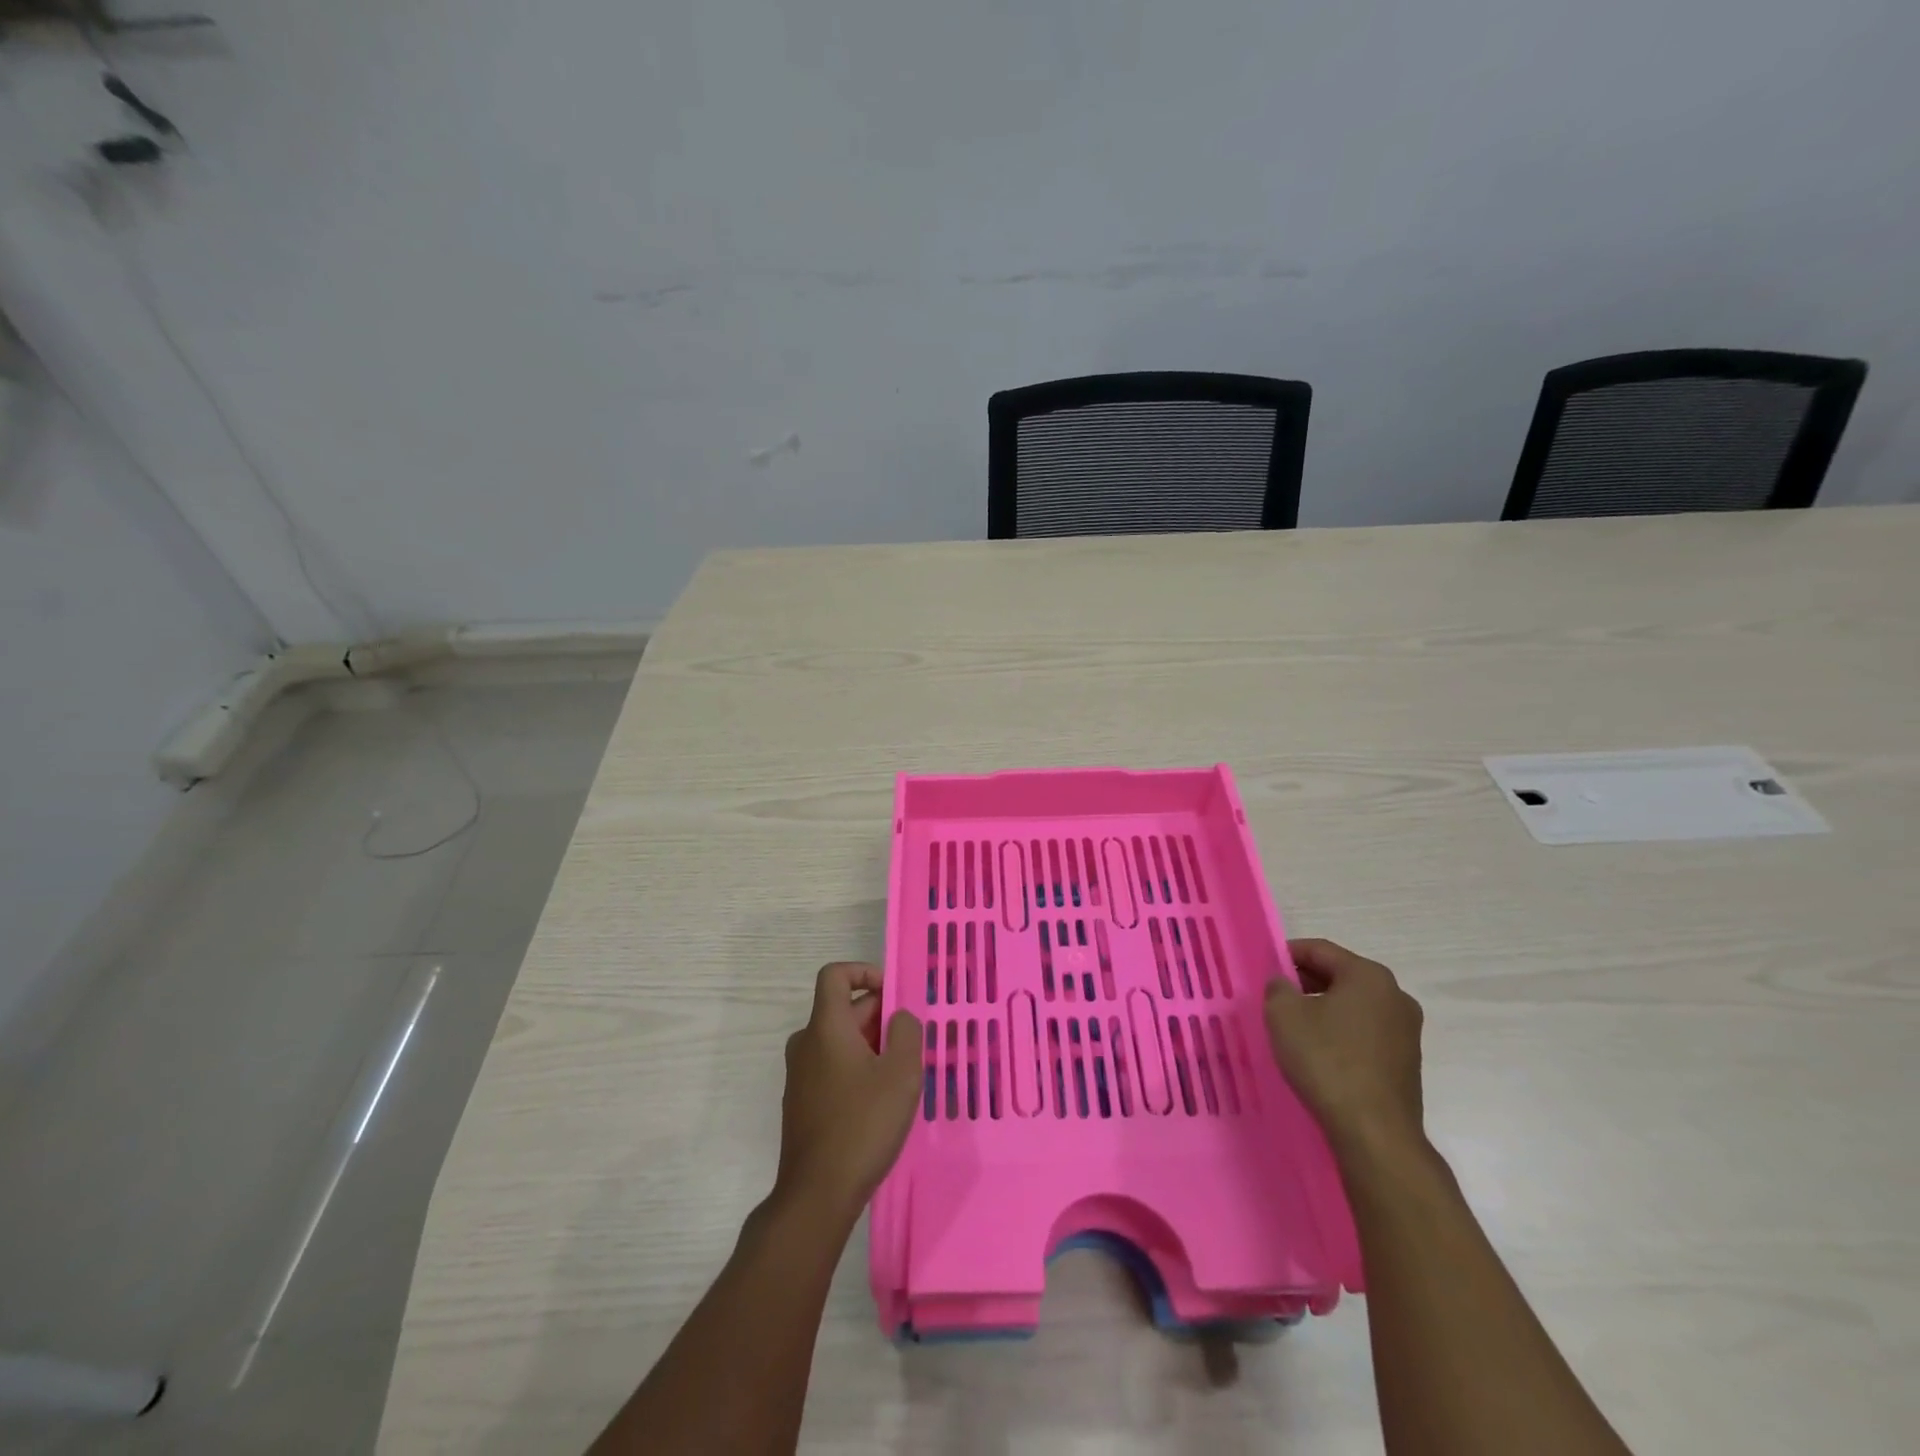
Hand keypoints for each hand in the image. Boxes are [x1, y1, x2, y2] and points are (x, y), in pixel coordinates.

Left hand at [776, 963, 922, 1221]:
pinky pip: (832, 1067)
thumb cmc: (863, 1125)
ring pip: (839, 1041)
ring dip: (871, 1045)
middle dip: (879, 1016)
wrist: (817, 1194)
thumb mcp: (901, 1073)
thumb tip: (899, 1018)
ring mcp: (800, 1074)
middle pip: (842, 1009)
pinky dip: (857, 1068)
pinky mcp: (802, 1102)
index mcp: (825, 1027)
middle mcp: (806, 1043)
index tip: (893, 994)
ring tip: (901, 1074)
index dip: (864, 972)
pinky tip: (879, 1101)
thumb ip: (907, 1032)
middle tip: (912, 1044)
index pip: (835, 975)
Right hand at [1265, 939, 1424, 1153]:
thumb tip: (1283, 982)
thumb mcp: (1284, 1015)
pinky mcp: (1406, 1061)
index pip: (1320, 950)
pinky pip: (1365, 1032)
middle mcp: (1395, 996)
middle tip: (1275, 996)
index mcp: (1369, 976)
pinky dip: (1340, 1032)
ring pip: (1354, 1005)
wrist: (1374, 1132)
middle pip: (1340, 975)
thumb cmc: (1326, 1060)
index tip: (1264, 967)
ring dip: (1323, 1008)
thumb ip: (1278, 988)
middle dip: (1305, 982)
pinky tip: (1319, 1051)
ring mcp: (1406, 1031)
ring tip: (1293, 1025)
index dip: (1287, 954)